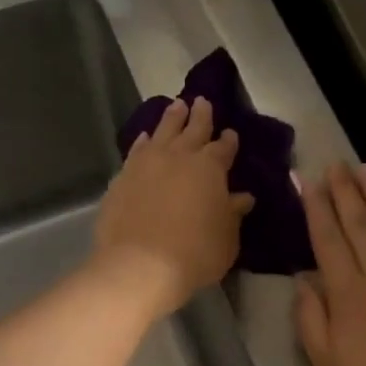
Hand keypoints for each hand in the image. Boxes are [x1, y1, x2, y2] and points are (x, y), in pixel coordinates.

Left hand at [94, 97, 254, 317]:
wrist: (140, 265)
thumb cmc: (195, 253)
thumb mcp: (226, 238)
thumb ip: (233, 214)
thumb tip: (242, 197)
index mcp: (209, 168)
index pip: (223, 148)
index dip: (228, 141)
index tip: (231, 133)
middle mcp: (178, 156)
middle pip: (192, 129)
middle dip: (200, 115)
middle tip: (202, 101)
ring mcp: (147, 164)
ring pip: (162, 132)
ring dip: (171, 118)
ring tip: (176, 106)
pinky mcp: (123, 177)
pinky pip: (136, 150)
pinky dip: (143, 142)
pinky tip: (144, 138)